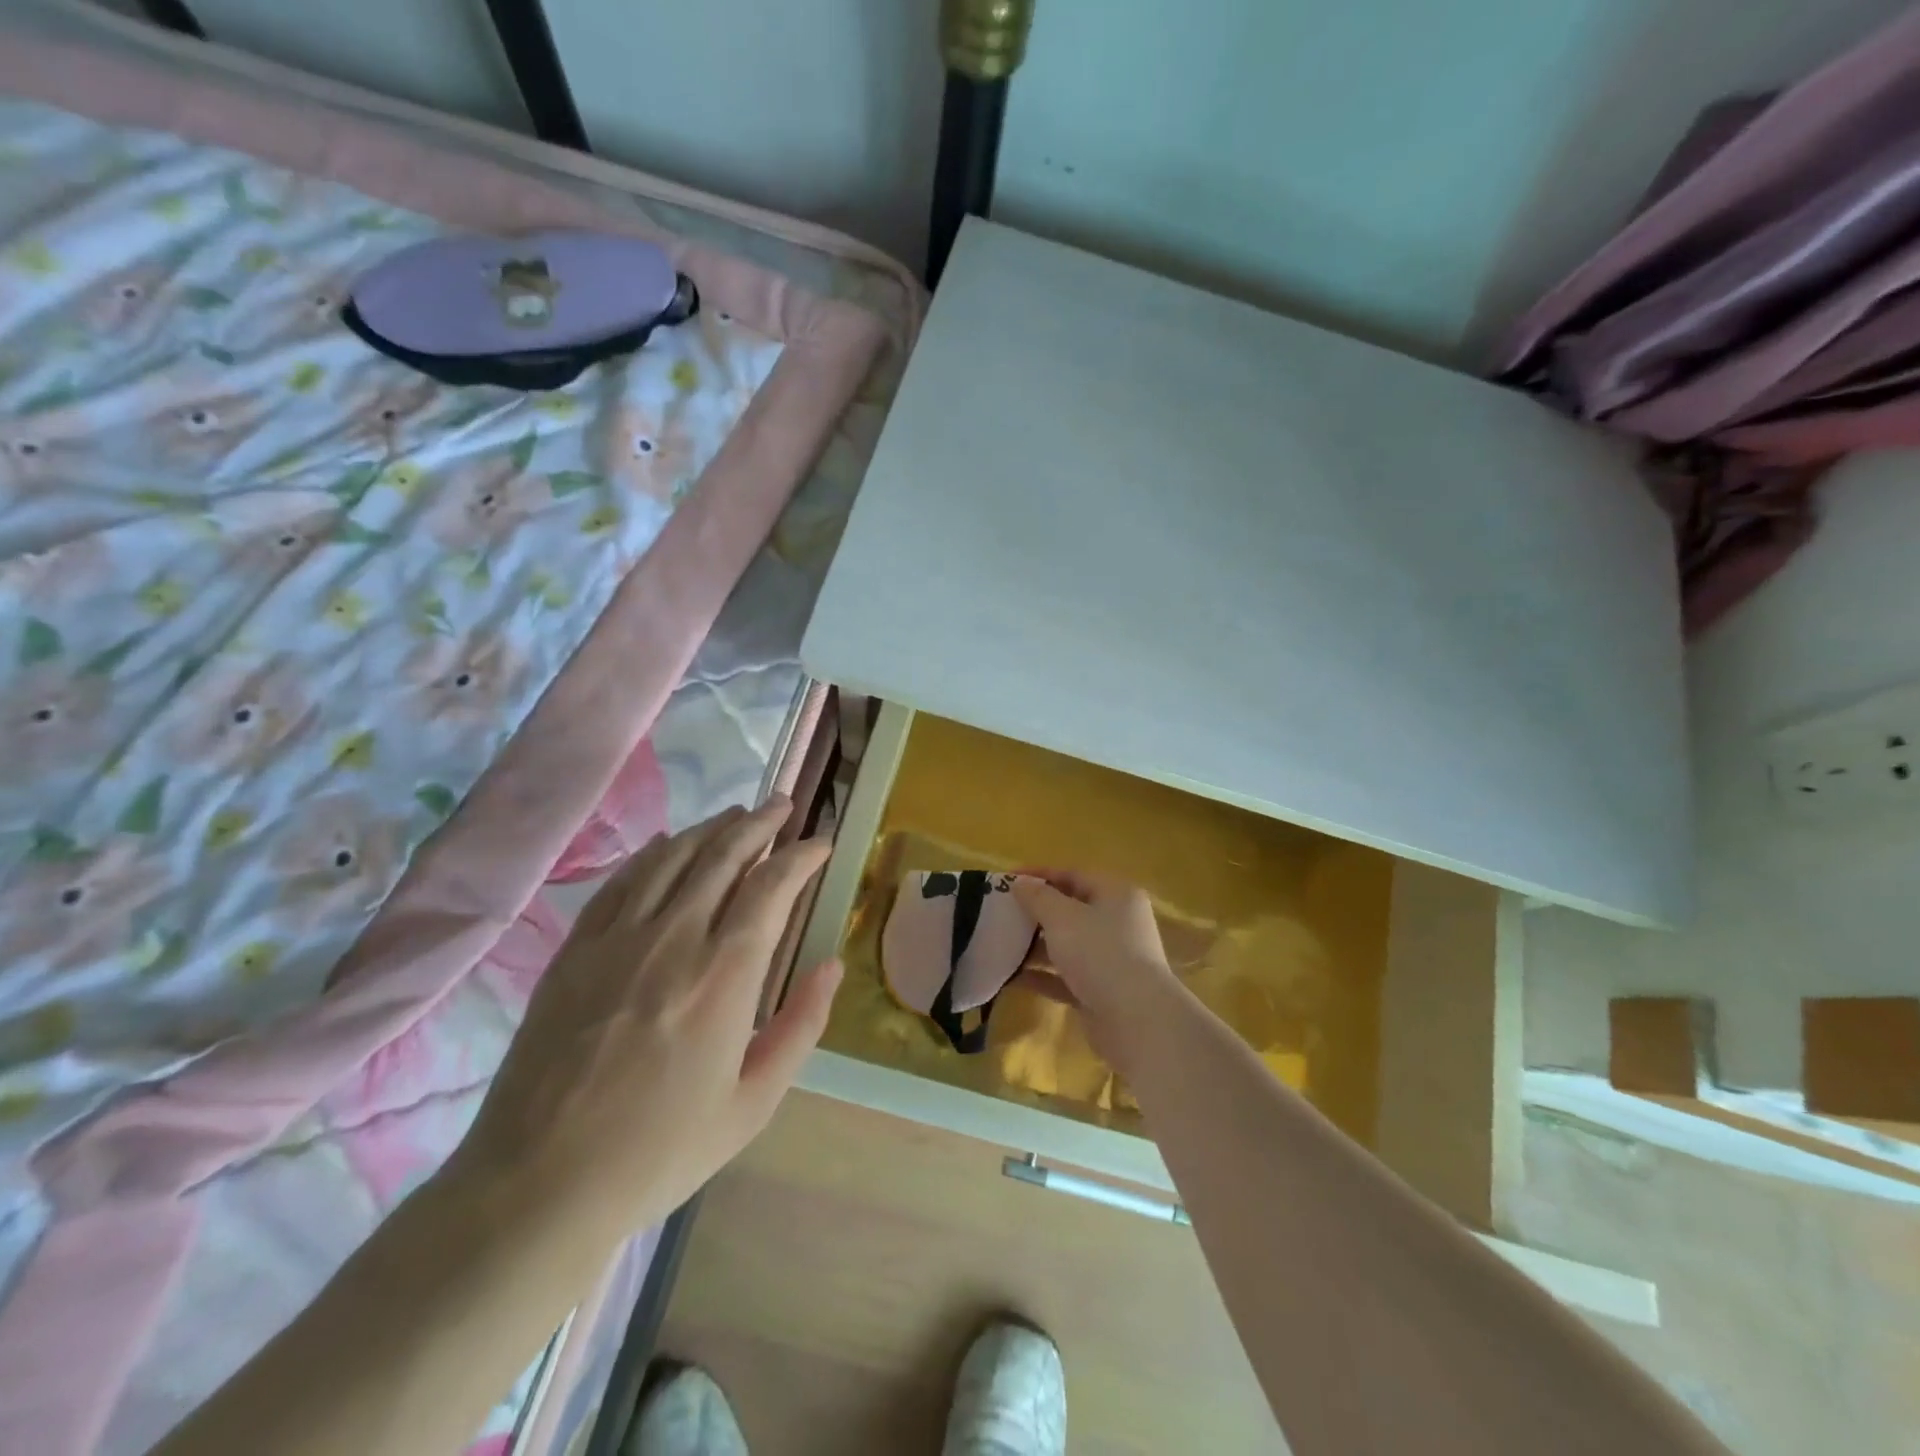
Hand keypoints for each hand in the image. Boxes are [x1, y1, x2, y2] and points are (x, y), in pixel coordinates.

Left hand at [450, 800, 839, 1246]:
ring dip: (711, 828)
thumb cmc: (660, 1150)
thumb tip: (832, 965)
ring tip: (737, 813)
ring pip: (673, 857)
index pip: (772, 887)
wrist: (539, 1185)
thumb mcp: (753, 1103)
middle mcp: (674, 939)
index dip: (801, 855)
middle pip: (723, 855)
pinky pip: (621, 881)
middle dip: (760, 823)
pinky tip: (668, 843)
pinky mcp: (575, 950)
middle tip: (782, 806)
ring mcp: (617, 939)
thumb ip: (800, 1026)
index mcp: (724, 976)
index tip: (820, 842)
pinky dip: (653, 853)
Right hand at [1010, 870, 1178, 1070]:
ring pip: (1066, 945)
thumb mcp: (1063, 917)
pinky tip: (1010, 977)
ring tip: (999, 944)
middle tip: (999, 913)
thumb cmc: (1100, 953)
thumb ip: (1038, 897)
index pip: (1072, 875)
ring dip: (1035, 945)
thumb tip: (1020, 882)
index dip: (1038, 875)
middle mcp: (1117, 923)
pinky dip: (1042, 975)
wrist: (1136, 1021)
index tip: (1004, 881)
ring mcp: (1110, 959)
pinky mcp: (1100, 991)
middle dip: (1035, 912)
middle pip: (1070, 910)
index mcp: (1116, 895)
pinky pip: (1065, 976)